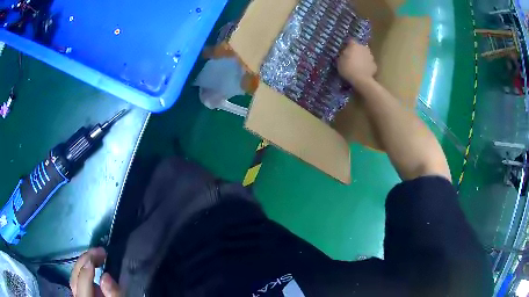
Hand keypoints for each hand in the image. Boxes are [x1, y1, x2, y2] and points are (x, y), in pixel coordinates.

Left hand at [70, 247, 120, 296]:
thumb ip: (114, 296)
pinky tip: (92, 268)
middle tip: (100, 251)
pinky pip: (78, 282)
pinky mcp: (79, 296)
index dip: (88, 269)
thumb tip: (106, 276)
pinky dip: (84, 272)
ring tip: (96, 257)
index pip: (82, 284)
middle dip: (85, 261)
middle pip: (75, 278)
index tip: (100, 255)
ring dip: (84, 264)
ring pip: (74, 278)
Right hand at [338, 40, 377, 85]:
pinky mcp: (375, 65)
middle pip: (360, 47)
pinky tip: (364, 71)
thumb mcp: (340, 61)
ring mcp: (371, 56)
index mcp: (354, 45)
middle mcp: (364, 48)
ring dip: (363, 58)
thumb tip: (346, 53)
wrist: (361, 80)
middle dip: (357, 51)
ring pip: (366, 55)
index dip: (348, 45)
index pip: (350, 41)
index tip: (345, 50)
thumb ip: (343, 55)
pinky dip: (367, 66)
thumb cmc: (348, 68)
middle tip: (352, 58)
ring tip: (358, 65)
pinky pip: (369, 64)